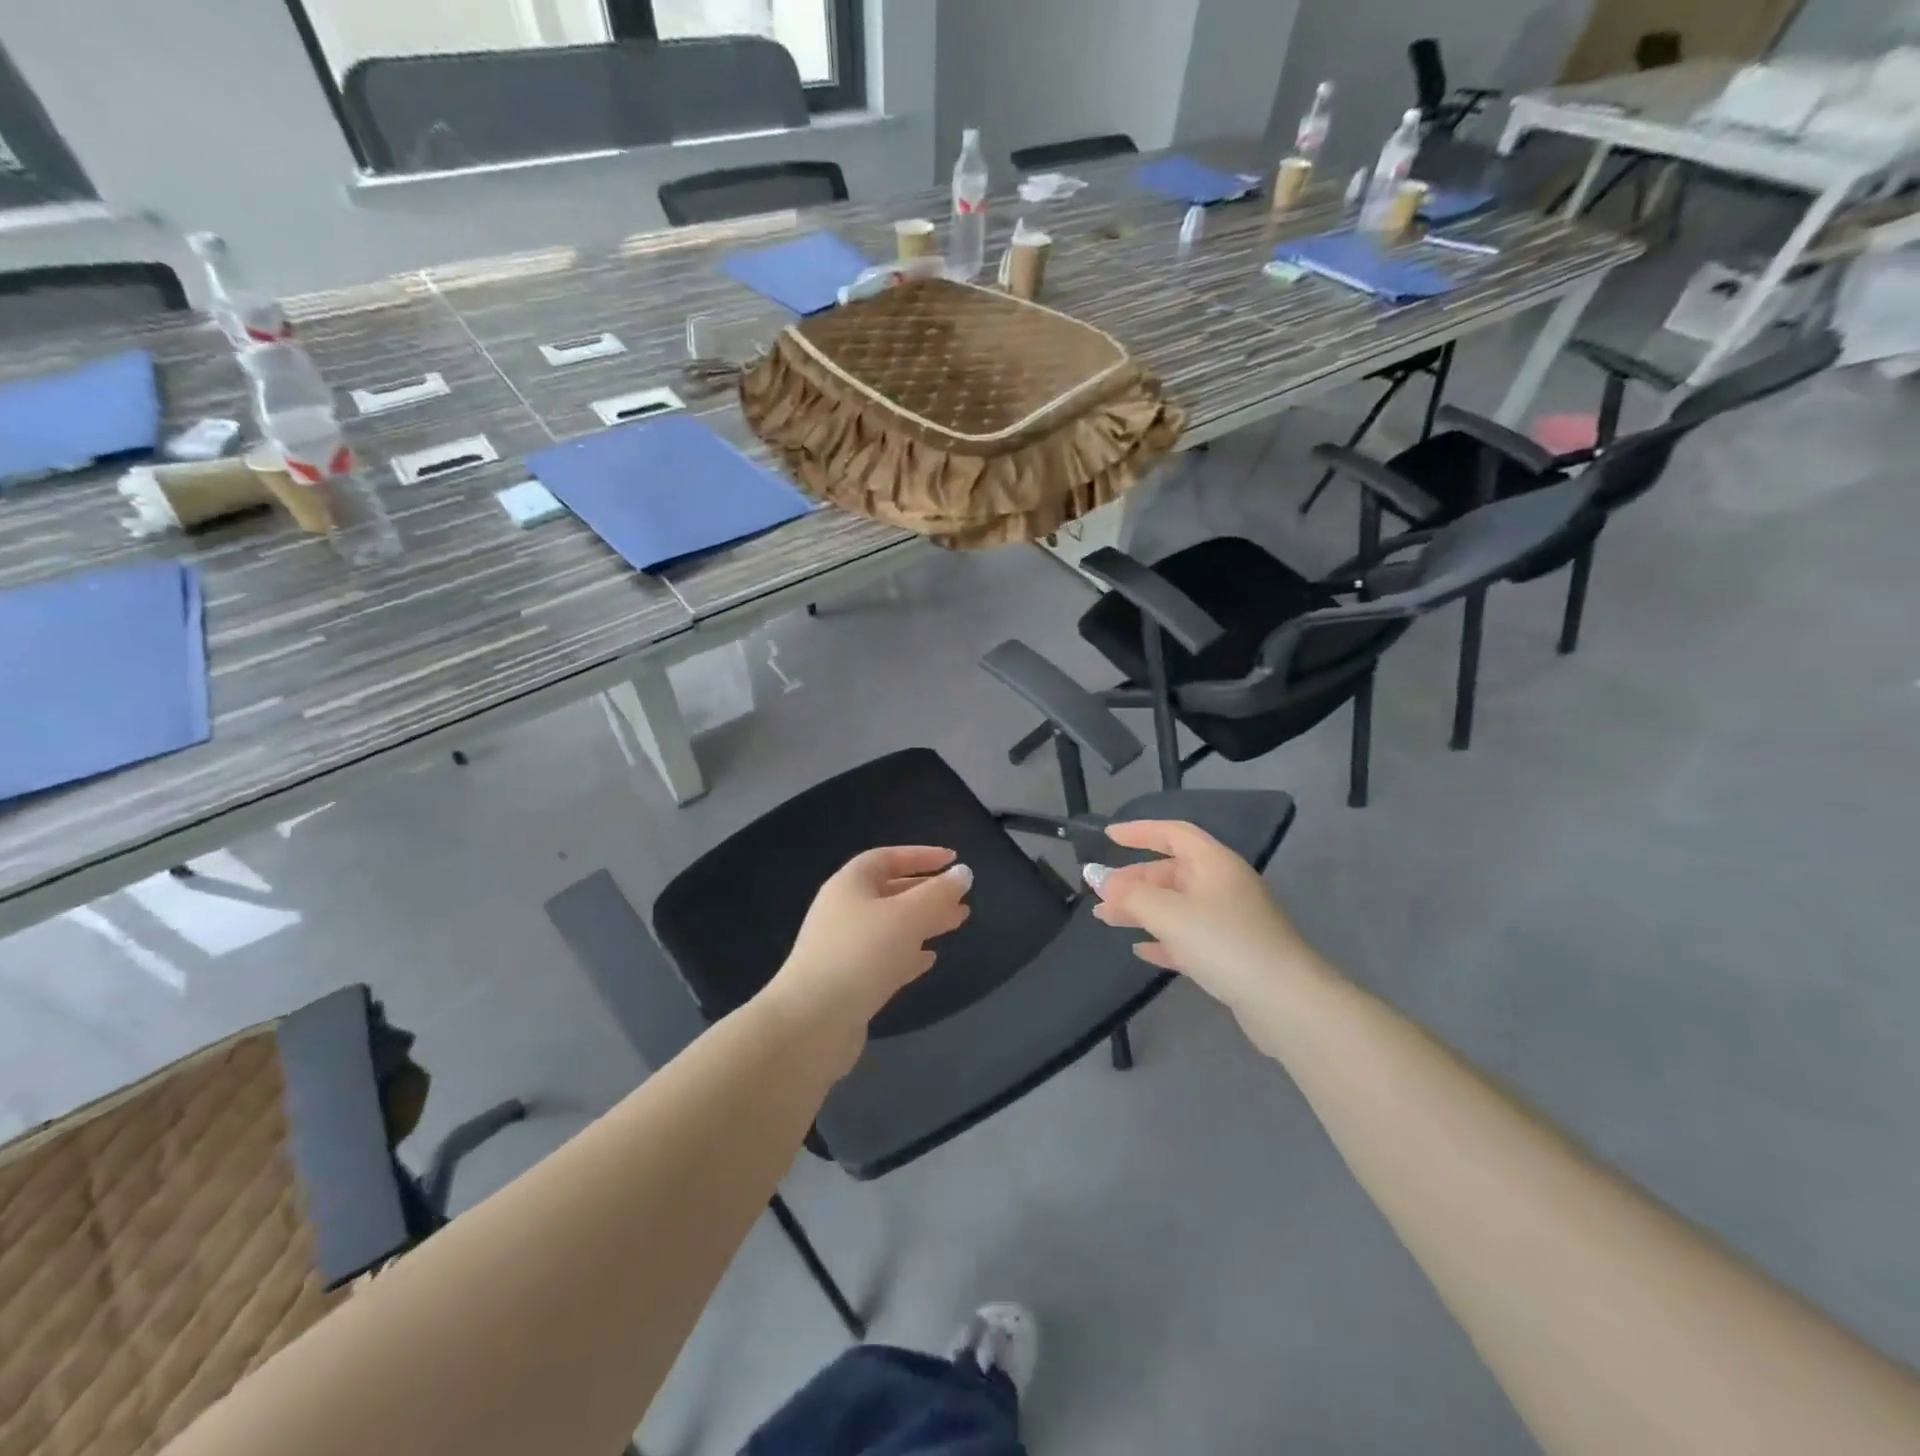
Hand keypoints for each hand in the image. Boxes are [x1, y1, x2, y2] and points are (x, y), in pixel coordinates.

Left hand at [768, 846, 972, 1052]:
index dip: (920, 856)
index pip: (887, 858)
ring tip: (957, 922)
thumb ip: (938, 893)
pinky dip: (908, 954)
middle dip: (927, 892)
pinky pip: (884, 958)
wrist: (812, 1023)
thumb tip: (963, 872)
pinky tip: (930, 959)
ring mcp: (843, 948)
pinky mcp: (848, 982)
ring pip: (890, 926)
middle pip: (890, 892)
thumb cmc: (861, 954)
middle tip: (962, 897)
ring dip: (923, 922)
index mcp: (849, 885)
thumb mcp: (907, 916)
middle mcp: (843, 911)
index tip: (953, 860)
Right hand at [1083, 821, 1316, 1014]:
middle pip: (1171, 872)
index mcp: (1214, 863)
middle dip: (1133, 880)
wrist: (1285, 1002)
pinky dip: (1162, 939)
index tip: (1108, 836)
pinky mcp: (1231, 954)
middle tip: (1099, 893)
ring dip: (1141, 910)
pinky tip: (1140, 950)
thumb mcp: (1169, 913)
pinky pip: (1188, 937)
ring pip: (1176, 906)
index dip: (1139, 831)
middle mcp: (1223, 885)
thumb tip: (1098, 878)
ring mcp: (1229, 920)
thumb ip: (1129, 895)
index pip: (1172, 833)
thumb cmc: (1224, 942)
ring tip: (1105, 920)